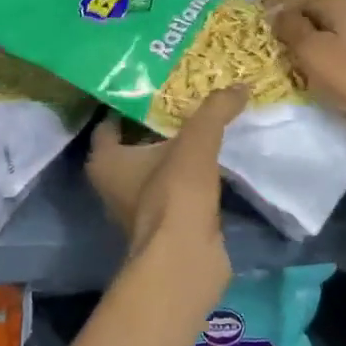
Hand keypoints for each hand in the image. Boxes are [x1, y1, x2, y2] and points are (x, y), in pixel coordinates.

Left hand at [85, 88, 243, 281]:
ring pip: (155, 168)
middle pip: (134, 144)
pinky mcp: (163, 224)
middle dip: (157, 125)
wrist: (186, 259)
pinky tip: (213, 160)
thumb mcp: (196, 142)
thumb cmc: (174, 194)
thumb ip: (214, 110)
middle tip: (185, 99)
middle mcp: (113, 184)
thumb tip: (240, 86)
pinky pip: (174, 189)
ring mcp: (137, 207)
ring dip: (175, 152)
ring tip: (203, 124)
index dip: (129, 104)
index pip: (110, 123)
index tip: (155, 86)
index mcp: (104, 161)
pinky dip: (189, 176)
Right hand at [270, 0, 345, 133]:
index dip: (273, 15)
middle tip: (274, 54)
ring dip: (310, 48)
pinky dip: (329, 59)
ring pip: (328, 33)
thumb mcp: (313, 51)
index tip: (258, 36)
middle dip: (292, 32)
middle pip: (312, 16)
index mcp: (336, 2)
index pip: (294, 0)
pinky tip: (324, 76)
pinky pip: (343, 49)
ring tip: (295, 67)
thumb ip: (291, 28)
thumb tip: (276, 12)